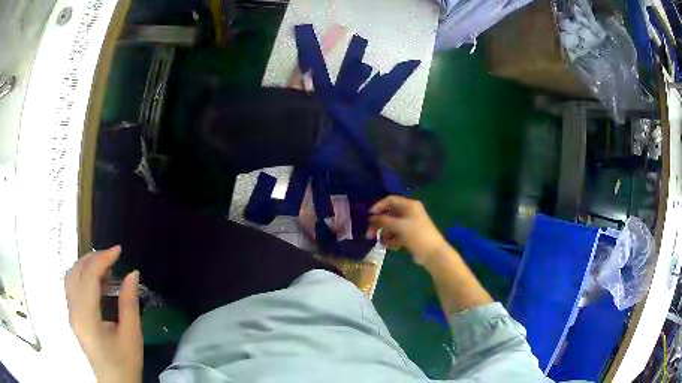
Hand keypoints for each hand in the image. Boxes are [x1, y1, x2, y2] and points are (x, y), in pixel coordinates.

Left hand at [65, 246, 142, 382]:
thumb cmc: (125, 362)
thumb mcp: (132, 335)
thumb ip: (129, 303)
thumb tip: (132, 273)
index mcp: (86, 318)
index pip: (88, 277)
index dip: (102, 259)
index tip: (118, 250)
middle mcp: (73, 311)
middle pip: (75, 272)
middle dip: (92, 258)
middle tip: (112, 256)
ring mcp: (71, 313)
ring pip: (71, 277)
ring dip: (86, 266)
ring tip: (105, 266)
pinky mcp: (73, 316)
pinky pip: (73, 287)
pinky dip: (83, 276)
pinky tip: (97, 282)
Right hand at [366, 196, 447, 264]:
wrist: (433, 253)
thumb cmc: (417, 235)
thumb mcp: (399, 226)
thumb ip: (383, 221)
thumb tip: (370, 218)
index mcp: (409, 205)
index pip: (390, 200)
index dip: (378, 207)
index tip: (369, 217)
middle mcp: (409, 212)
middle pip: (389, 214)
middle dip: (379, 225)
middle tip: (369, 235)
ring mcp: (410, 224)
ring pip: (391, 226)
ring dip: (385, 234)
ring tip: (383, 243)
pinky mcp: (410, 235)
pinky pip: (396, 234)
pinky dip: (392, 240)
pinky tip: (392, 247)